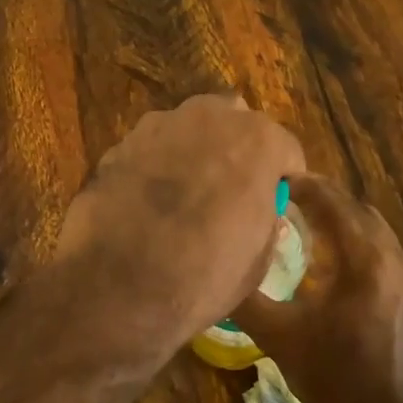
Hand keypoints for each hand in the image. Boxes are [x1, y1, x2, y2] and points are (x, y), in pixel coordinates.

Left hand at [52, 95, 305, 356]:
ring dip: (194, 153)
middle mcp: (209, 118)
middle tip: (229, 192)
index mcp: (256, 140)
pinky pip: (152, 149)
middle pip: (235, 123)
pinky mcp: (120, 144)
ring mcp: (159, 125)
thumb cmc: (203, 274)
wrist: (117, 285)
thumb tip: (258, 210)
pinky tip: (147, 203)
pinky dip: (156, 167)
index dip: (281, 178)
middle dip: (237, 150)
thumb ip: (265, 219)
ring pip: (189, 130)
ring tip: (184, 197)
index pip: (285, 149)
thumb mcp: (257, 258)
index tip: (273, 204)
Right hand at [231, 174, 402, 402]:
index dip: (300, 185)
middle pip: (353, 207)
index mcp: (362, 257)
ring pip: (370, 226)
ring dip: (339, 217)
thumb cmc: (335, 376)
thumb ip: (247, 299)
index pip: (330, 200)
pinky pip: (381, 247)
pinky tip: (330, 258)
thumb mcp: (279, 337)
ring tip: (301, 221)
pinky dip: (355, 238)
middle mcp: (390, 255)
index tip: (269, 180)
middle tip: (280, 198)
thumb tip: (215, 271)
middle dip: (319, 197)